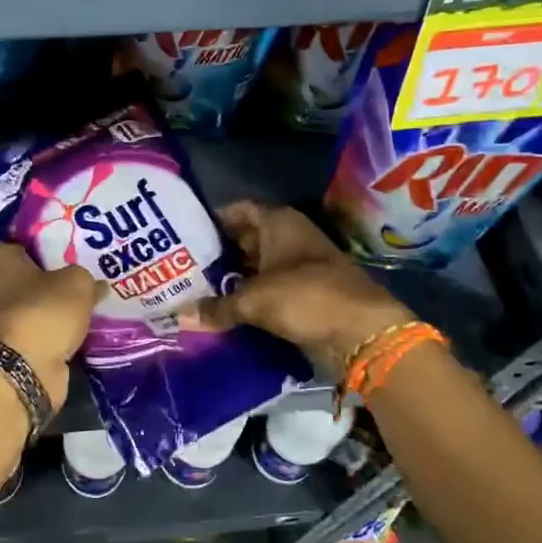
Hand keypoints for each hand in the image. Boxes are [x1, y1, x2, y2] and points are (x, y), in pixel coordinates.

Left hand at [0, 234, 100, 409]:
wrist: (28, 370)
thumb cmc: (42, 310)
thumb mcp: (75, 283)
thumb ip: (83, 278)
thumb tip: (94, 284)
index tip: (3, 235)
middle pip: (5, 274)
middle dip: (29, 269)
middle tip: (61, 259)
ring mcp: (2, 322)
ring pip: (23, 302)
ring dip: (43, 299)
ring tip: (77, 290)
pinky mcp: (18, 348)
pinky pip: (37, 327)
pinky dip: (52, 325)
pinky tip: (79, 319)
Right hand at [178, 202, 412, 375]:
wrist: (361, 332)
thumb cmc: (305, 297)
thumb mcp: (253, 300)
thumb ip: (216, 306)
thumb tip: (180, 316)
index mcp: (278, 222)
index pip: (237, 210)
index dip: (211, 220)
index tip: (182, 233)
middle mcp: (288, 237)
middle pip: (245, 239)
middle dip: (217, 253)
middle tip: (180, 267)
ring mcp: (298, 266)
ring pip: (256, 267)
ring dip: (232, 279)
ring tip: (194, 290)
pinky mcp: (304, 294)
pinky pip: (268, 291)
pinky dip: (249, 298)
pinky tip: (222, 310)